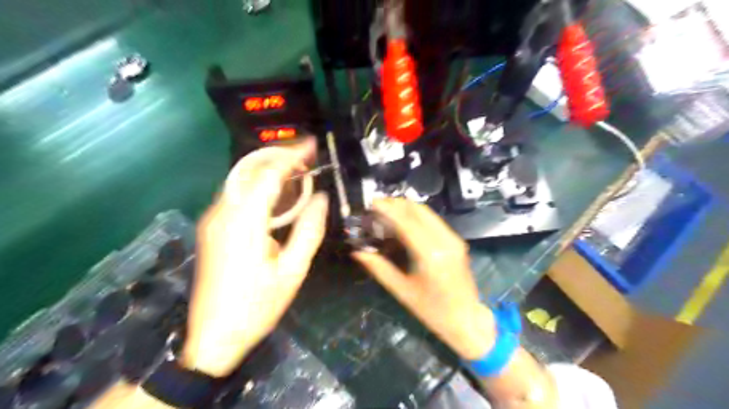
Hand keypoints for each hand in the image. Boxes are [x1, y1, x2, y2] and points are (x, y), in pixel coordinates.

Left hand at [183, 140, 330, 376]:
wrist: (213, 337)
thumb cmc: (257, 305)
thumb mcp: (293, 271)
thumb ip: (309, 230)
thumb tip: (321, 198)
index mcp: (243, 222)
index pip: (267, 174)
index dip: (291, 156)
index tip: (312, 146)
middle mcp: (222, 213)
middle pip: (249, 170)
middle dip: (278, 157)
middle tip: (306, 157)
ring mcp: (212, 220)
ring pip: (240, 180)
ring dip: (268, 170)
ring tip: (296, 171)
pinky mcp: (211, 229)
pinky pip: (236, 195)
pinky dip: (258, 186)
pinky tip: (276, 195)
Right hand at [352, 200, 495, 359]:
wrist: (466, 319)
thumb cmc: (432, 311)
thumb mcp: (402, 291)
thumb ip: (379, 268)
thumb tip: (357, 252)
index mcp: (431, 255)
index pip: (406, 222)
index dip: (387, 209)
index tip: (371, 203)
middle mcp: (445, 241)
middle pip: (418, 210)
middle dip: (396, 204)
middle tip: (376, 206)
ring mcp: (453, 239)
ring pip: (427, 212)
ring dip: (406, 208)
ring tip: (386, 212)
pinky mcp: (456, 240)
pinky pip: (433, 220)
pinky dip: (416, 216)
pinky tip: (403, 222)